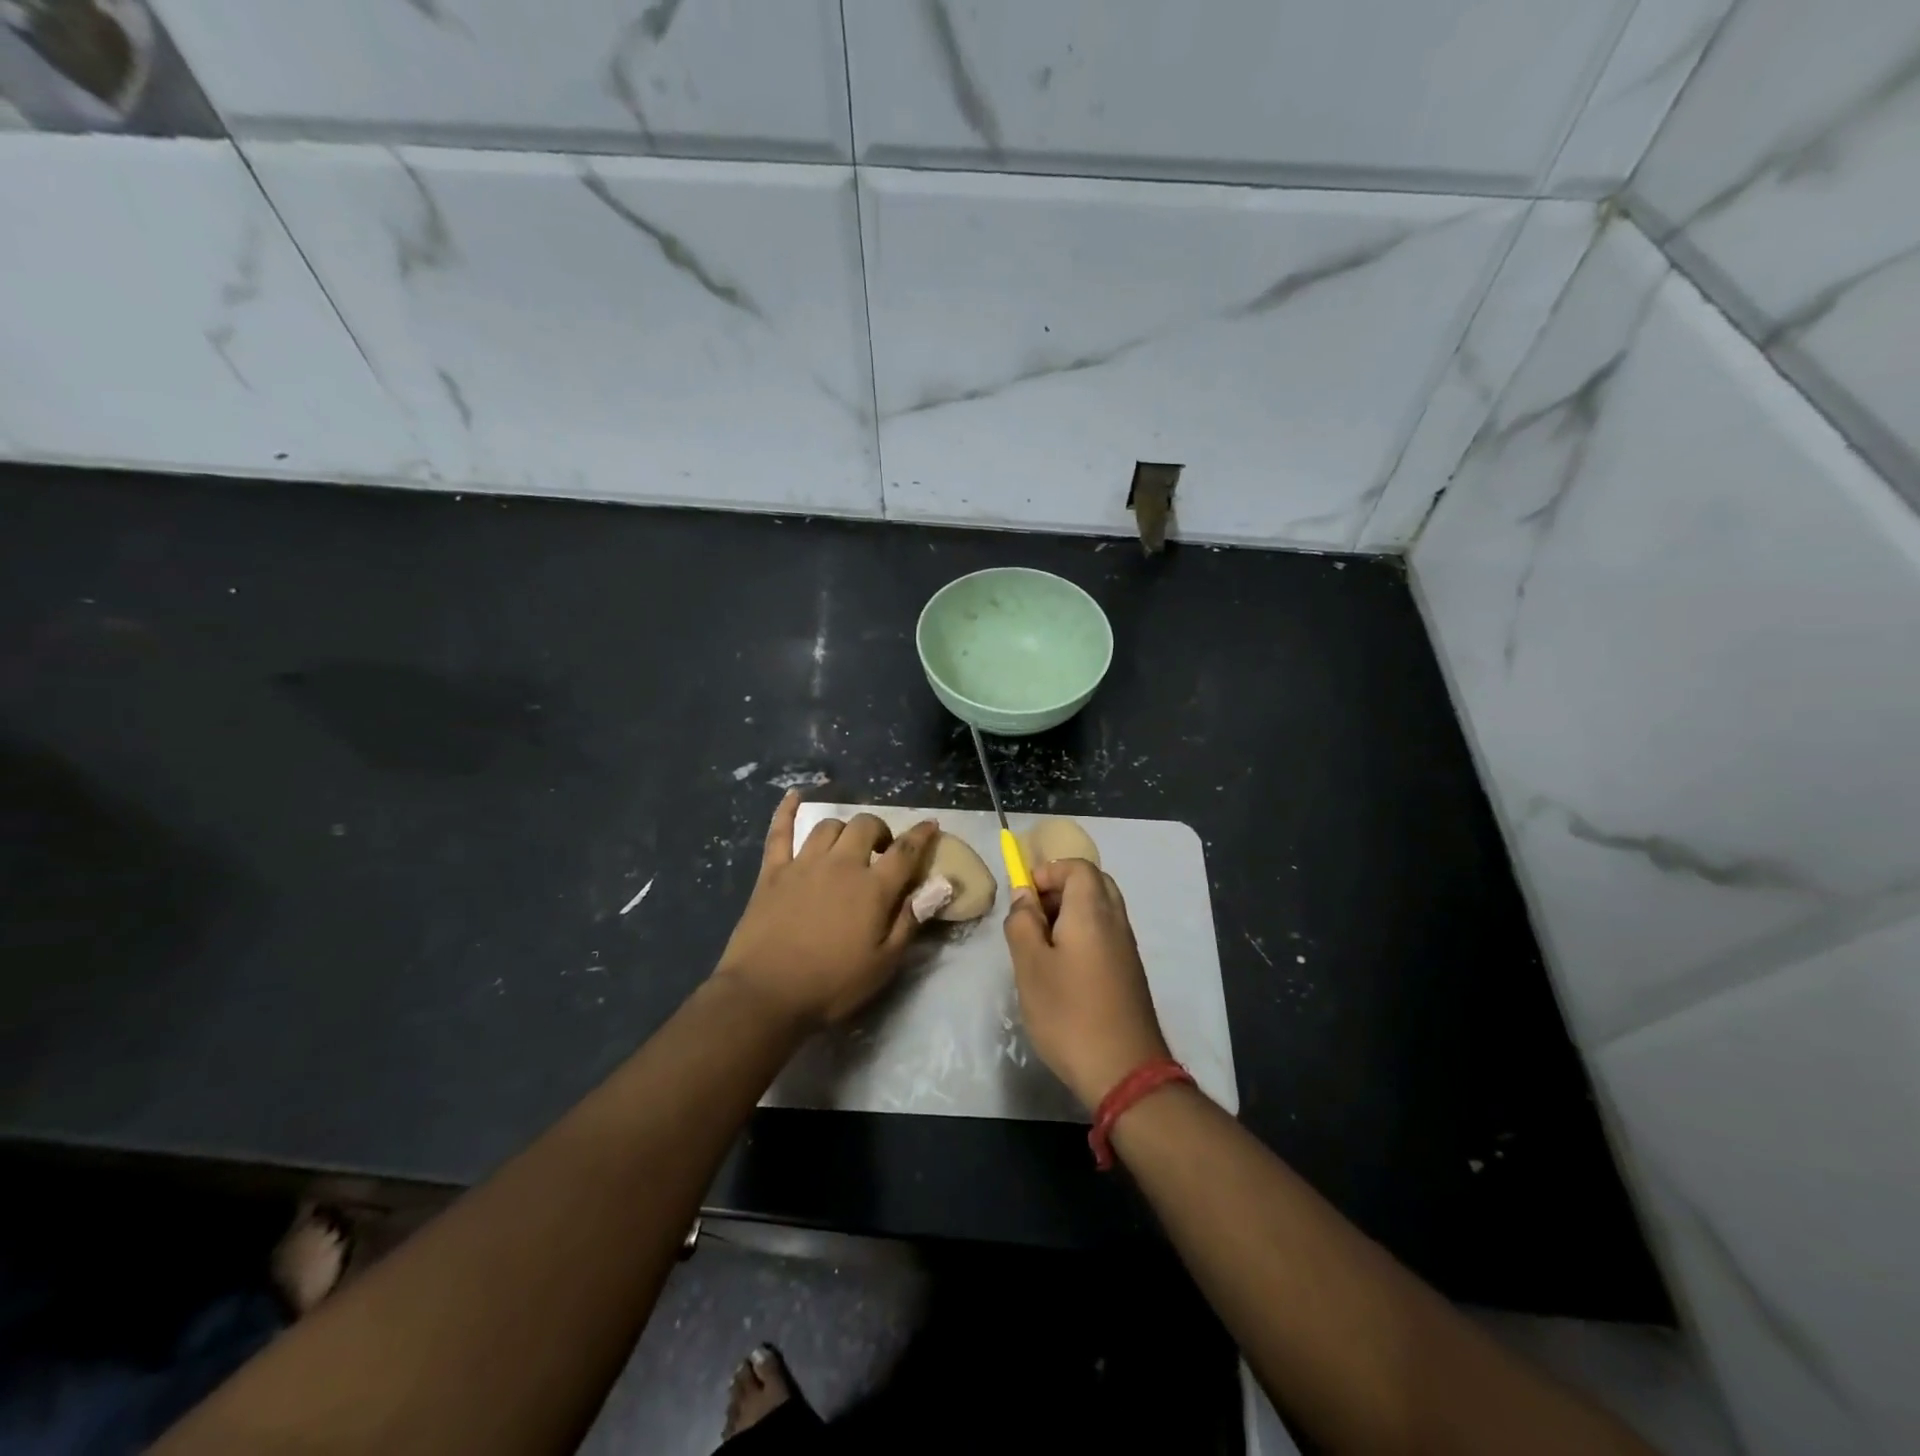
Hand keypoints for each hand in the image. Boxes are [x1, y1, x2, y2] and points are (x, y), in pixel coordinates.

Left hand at [716, 792, 937, 1028]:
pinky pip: (780, 832)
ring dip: (844, 830)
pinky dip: (787, 810)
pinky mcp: (772, 871)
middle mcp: (841, 865)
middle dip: (880, 831)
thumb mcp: (884, 963)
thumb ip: (911, 921)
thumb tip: (940, 887)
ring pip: (828, 826)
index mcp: (872, 888)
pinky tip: (793, 795)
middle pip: (866, 826)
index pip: (905, 851)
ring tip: (847, 846)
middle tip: (882, 851)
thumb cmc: (831, 985)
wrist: (765, 994)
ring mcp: (803, 864)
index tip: (931, 825)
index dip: (922, 836)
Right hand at [1004, 858, 1170, 1109]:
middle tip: (1032, 917)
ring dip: (1070, 914)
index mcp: (1092, 911)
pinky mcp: (1129, 971)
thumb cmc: (1068, 1014)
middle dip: (1059, 889)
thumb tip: (1024, 896)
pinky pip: (1105, 933)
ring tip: (1041, 946)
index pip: (1077, 866)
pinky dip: (1082, 935)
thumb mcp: (1030, 966)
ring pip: (1100, 909)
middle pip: (1092, 883)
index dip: (1048, 872)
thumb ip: (1022, 923)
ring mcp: (1127, 947)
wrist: (1124, 1071)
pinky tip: (1062, 969)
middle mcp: (1116, 920)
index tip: (1024, 898)